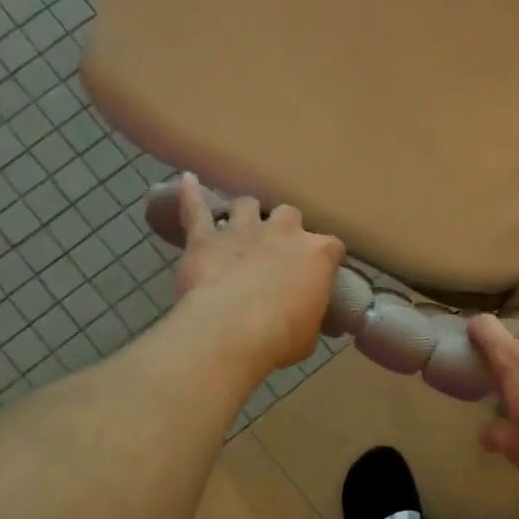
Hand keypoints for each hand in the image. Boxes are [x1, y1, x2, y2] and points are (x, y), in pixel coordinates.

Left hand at [173, 173, 344, 374]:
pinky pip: (195, 208)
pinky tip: (187, 180)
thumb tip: (310, 320)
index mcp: (318, 254)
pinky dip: (190, 195)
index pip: (332, 246)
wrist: (230, 332)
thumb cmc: (281, 338)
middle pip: (290, 215)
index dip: (324, 259)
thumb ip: (310, 316)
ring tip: (242, 224)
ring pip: (247, 205)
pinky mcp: (205, 238)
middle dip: (286, 229)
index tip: (319, 274)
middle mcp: (284, 232)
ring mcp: (243, 230)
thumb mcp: (310, 333)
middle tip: (279, 251)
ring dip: (247, 213)